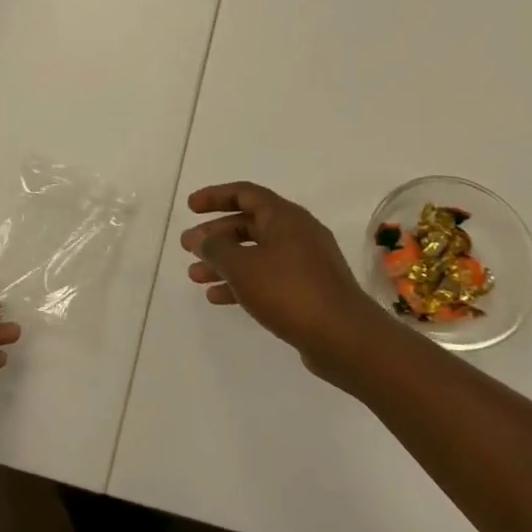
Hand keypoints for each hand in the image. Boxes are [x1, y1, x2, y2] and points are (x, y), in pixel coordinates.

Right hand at [181, 182, 393, 380]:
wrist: (344, 338)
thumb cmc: (290, 291)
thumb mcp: (243, 267)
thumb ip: (217, 249)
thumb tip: (202, 238)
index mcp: (285, 217)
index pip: (245, 194)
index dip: (215, 196)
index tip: (190, 207)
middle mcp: (297, 233)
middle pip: (249, 224)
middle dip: (216, 235)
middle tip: (187, 246)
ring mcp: (305, 262)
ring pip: (256, 253)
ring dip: (225, 261)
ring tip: (194, 275)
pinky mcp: (308, 290)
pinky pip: (268, 277)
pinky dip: (242, 282)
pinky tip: (218, 297)